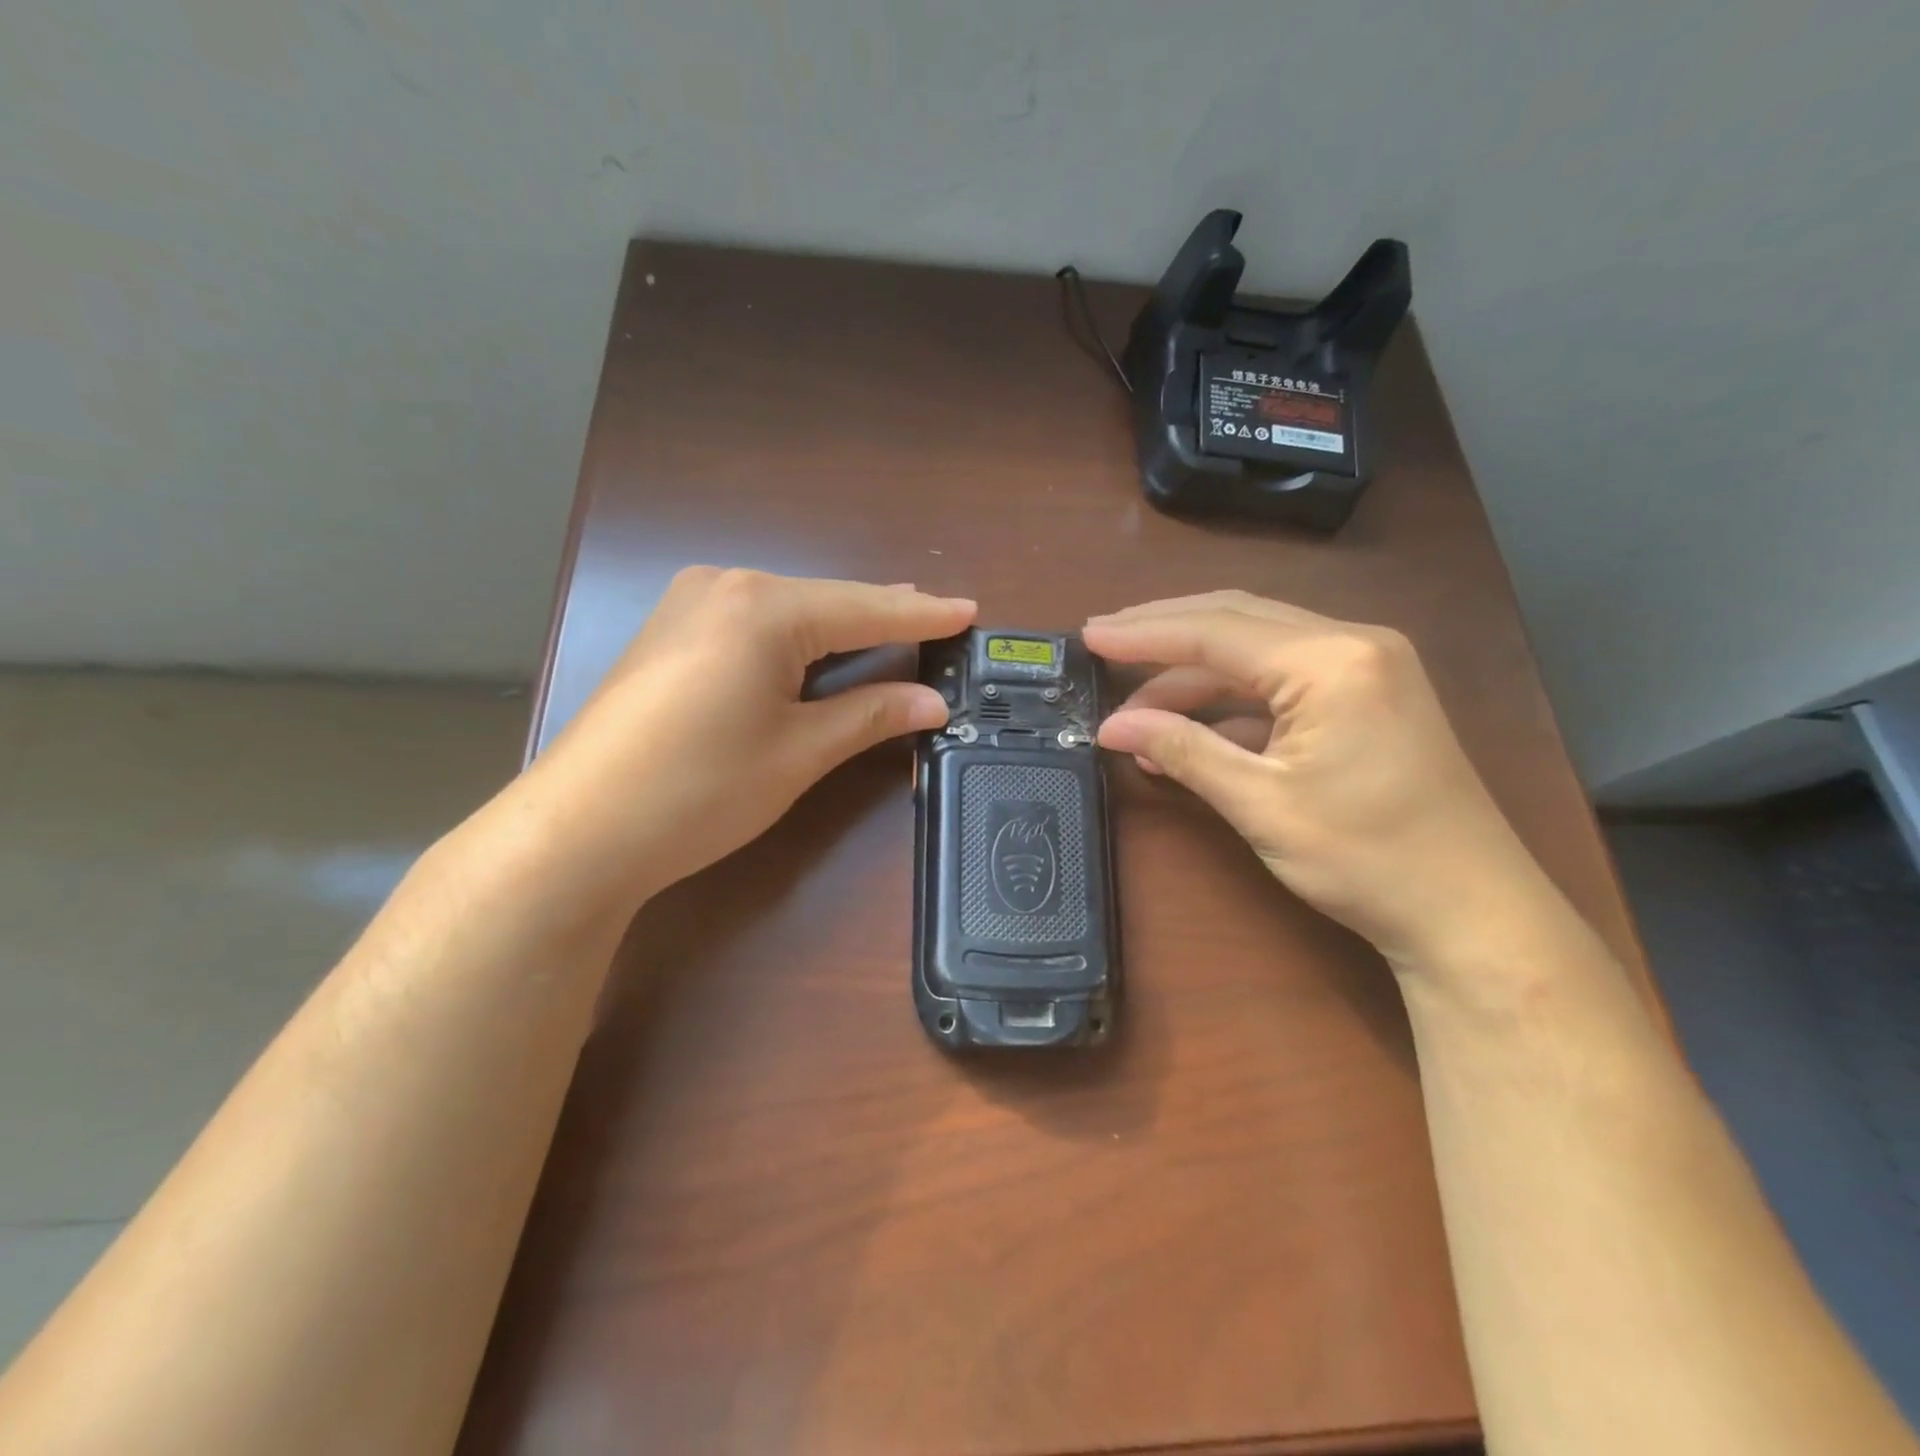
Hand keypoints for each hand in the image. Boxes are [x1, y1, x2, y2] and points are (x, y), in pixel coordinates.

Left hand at [512, 567, 974, 918]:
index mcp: (763, 608)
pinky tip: (818, 647)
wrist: (580, 830)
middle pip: (825, 601)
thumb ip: (869, 716)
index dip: (922, 616)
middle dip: (882, 616)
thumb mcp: (798, 752)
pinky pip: (753, 623)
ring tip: (892, 627)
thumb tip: (932, 702)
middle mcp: (725, 587)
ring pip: (788, 610)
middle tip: (939, 621)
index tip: (969, 611)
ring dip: (839, 625)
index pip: (864, 608)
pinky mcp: (669, 634)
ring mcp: (688, 606)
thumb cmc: (700, 789)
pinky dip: (795, 637)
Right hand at [1085, 592, 1548, 969]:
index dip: (1144, 634)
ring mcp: (1365, 667)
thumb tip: (1112, 727)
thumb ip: (1184, 751)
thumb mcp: (1260, 803)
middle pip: (1236, 620)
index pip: (1215, 631)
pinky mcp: (1366, 696)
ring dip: (1193, 676)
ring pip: (1256, 649)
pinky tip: (1187, 732)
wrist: (1471, 912)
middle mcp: (1352, 644)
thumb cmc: (1366, 858)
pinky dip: (1230, 702)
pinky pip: (1280, 681)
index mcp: (1330, 661)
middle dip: (1164, 633)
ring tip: (1134, 710)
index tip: (1089, 637)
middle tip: (1103, 642)